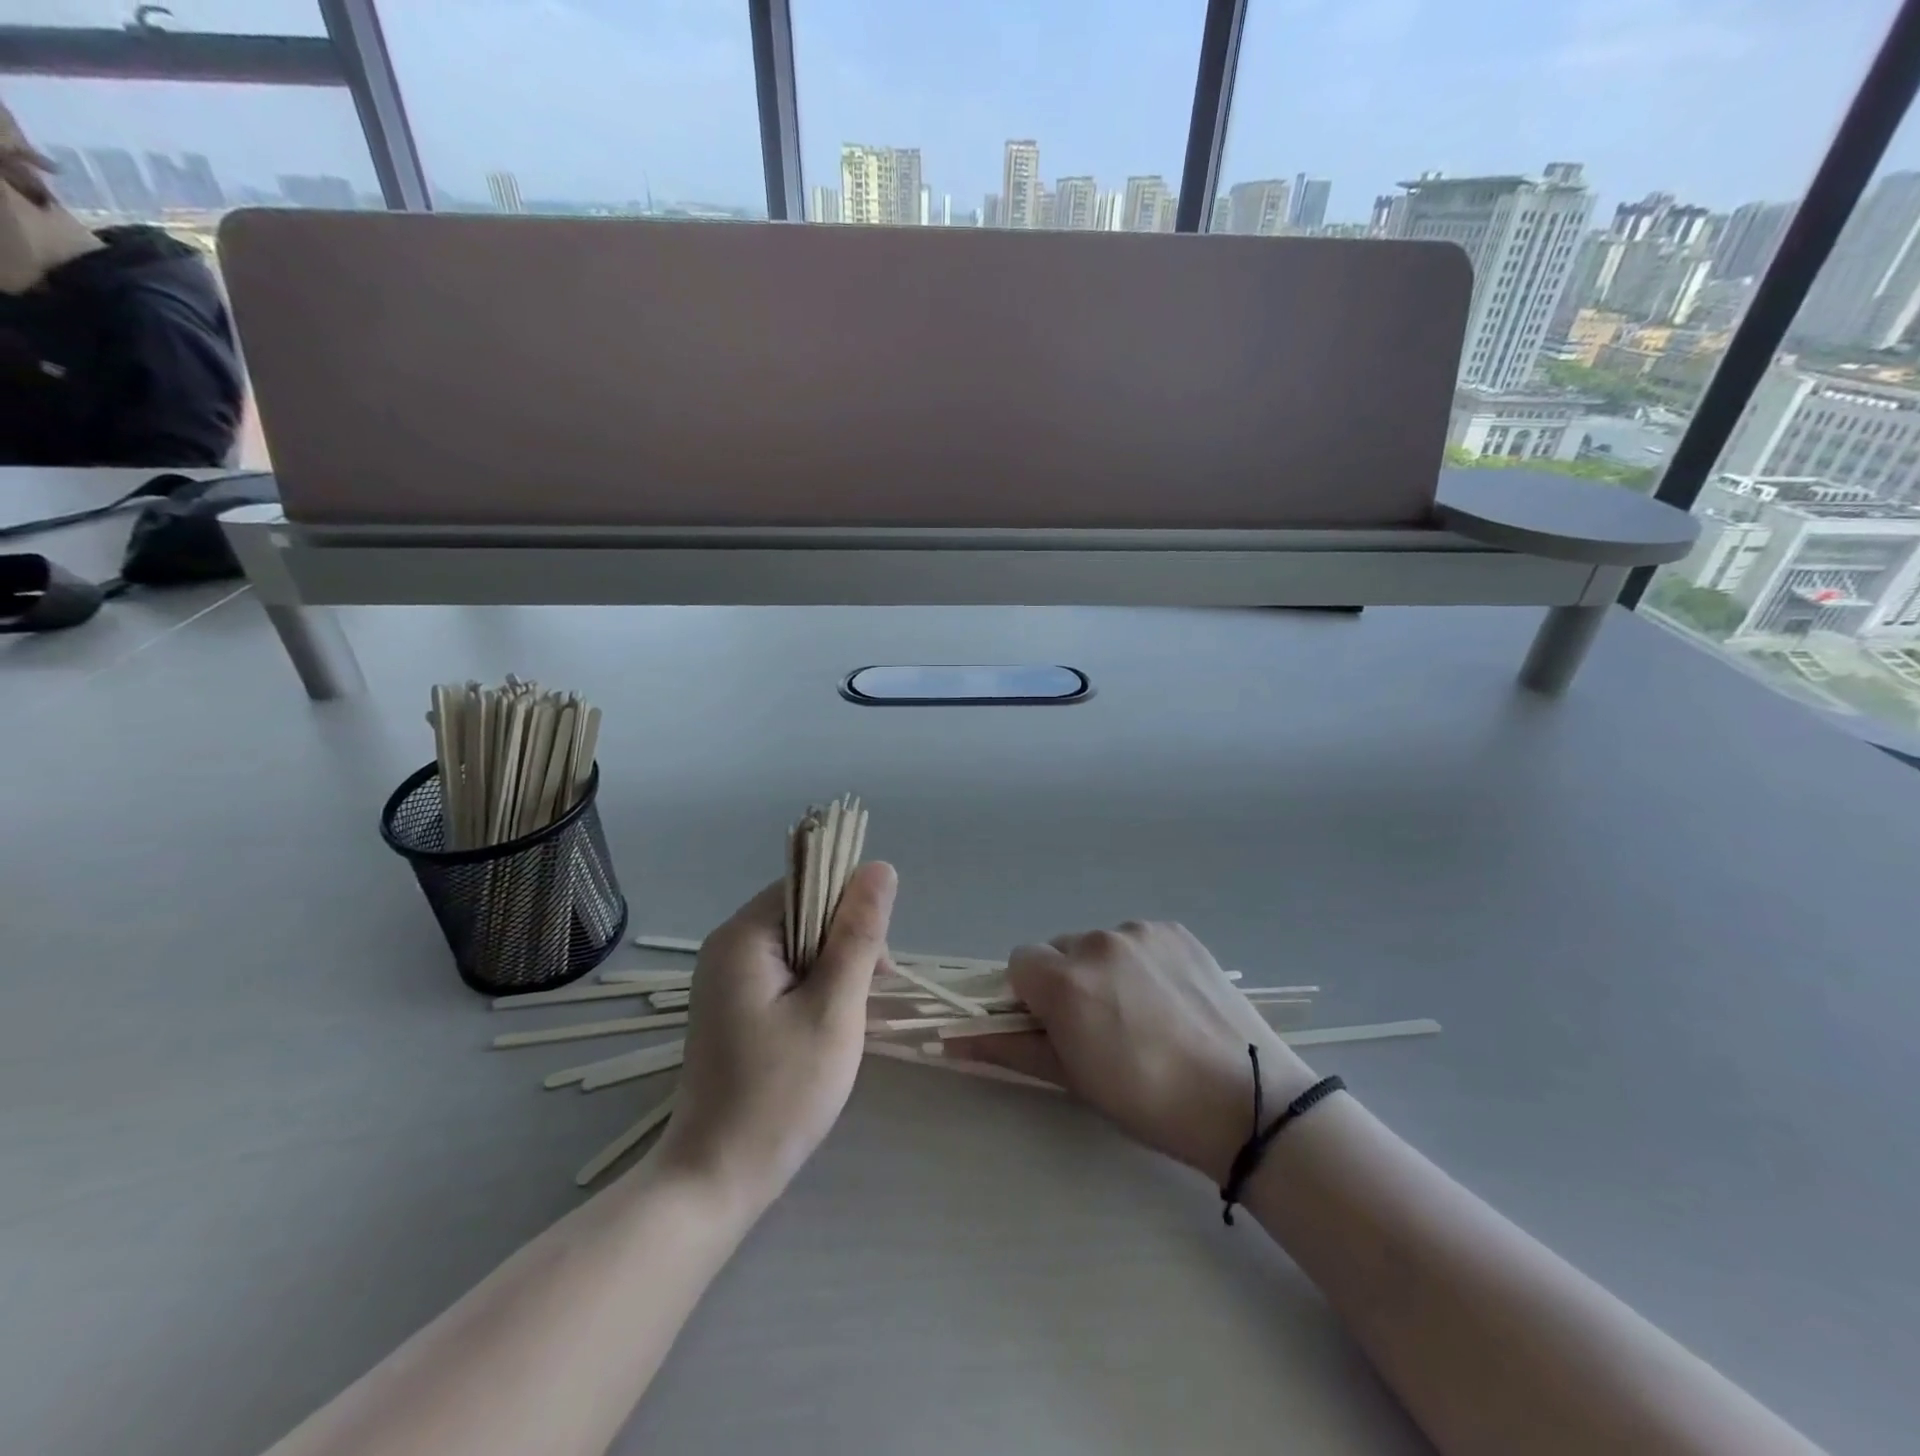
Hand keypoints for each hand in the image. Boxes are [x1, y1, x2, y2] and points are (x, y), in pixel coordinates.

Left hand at [653, 863, 896, 1212]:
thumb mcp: (834, 1008)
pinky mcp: (732, 1006)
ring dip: (833, 970)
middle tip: (866, 998)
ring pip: (798, 946)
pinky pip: (784, 974)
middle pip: (803, 913)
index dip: (850, 910)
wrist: (715, 1179)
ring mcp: (725, 978)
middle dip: (844, 944)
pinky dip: (813, 990)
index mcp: (743, 936)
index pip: (808, 885)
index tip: (875, 963)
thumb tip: (881, 867)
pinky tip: (826, 1026)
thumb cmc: (780, 1093)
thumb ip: (858, 935)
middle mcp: (727, 946)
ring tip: (847, 1019)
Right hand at [946, 921, 1318, 1184]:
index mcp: (1066, 981)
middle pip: (1059, 950)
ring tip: (1143, 1014)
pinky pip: (1137, 938)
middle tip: (1101, 1026)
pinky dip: (1140, 961)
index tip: (1055, 1026)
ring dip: (1105, 969)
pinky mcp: (1175, 929)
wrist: (1246, 1100)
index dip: (1030, 996)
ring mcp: (1140, 931)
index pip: (1018, 963)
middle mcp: (1097, 942)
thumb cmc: (1148, 1100)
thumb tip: (950, 1039)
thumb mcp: (1072, 1079)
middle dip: (1067, 981)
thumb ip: (1008, 1048)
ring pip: (1099, 943)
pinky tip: (1169, 998)